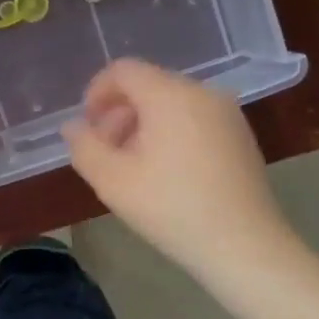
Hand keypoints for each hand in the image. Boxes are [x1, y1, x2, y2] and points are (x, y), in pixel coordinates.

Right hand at [62, 59, 302, 280]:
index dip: (96, 92)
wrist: (246, 248)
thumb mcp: (112, 181)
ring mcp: (226, 113)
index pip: (123, 70)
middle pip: (147, 85)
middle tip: (106, 153)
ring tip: (133, 166)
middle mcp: (202, 92)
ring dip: (142, 124)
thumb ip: (84, 146)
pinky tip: (166, 172)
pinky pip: (193, 117)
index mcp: (170, 95)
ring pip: (170, 102)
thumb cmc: (172, 209)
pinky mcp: (240, 135)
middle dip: (118, 113)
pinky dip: (170, 132)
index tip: (87, 128)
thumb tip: (73, 126)